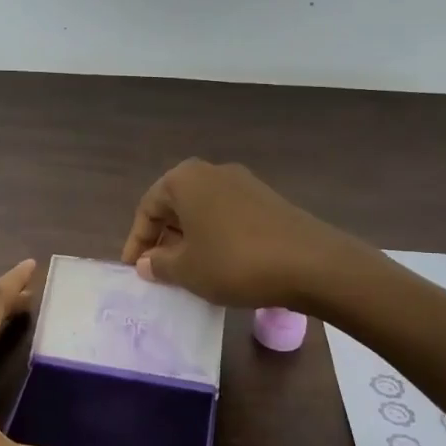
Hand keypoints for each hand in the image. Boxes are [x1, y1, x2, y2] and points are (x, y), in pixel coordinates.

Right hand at [121, 159, 363, 309]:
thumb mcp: (187, 270)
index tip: (133, 270)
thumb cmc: (235, 262)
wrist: (312, 264)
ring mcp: (244, 184)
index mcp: (185, 179)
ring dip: (190, 240)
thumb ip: (159, 264)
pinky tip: (221, 267)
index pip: (148, 207)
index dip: (137, 241)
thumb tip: (147, 262)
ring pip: (203, 212)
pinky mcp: (268, 201)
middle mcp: (213, 172)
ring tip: (188, 273)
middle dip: (164, 239)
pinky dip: (216, 239)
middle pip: (176, 206)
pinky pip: (228, 218)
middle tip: (158, 271)